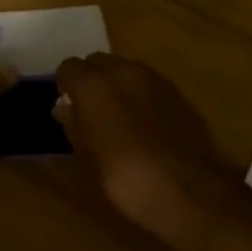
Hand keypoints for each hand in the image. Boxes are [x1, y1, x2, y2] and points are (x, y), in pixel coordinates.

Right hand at [54, 53, 239, 250]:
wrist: (187, 190)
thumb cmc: (125, 178)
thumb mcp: (88, 156)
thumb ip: (73, 124)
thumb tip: (64, 108)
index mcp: (94, 85)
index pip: (69, 67)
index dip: (65, 84)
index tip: (67, 104)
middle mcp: (123, 71)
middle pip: (98, 61)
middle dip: (91, 78)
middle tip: (90, 107)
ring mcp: (154, 78)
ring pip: (126, 68)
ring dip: (117, 83)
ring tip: (118, 114)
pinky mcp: (177, 92)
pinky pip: (149, 82)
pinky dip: (140, 93)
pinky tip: (144, 121)